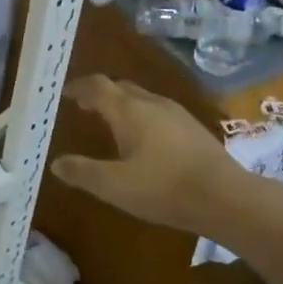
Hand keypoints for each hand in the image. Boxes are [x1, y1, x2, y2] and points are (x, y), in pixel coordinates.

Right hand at [51, 75, 252, 234]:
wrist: (225, 197)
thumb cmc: (164, 188)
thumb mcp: (114, 186)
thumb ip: (83, 172)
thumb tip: (57, 163)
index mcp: (129, 111)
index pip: (98, 86)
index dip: (79, 87)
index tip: (65, 94)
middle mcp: (152, 104)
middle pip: (121, 88)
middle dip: (100, 95)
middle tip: (85, 107)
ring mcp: (177, 114)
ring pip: (143, 99)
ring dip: (123, 106)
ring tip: (111, 124)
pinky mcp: (194, 129)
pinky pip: (159, 113)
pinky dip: (142, 118)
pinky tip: (145, 141)